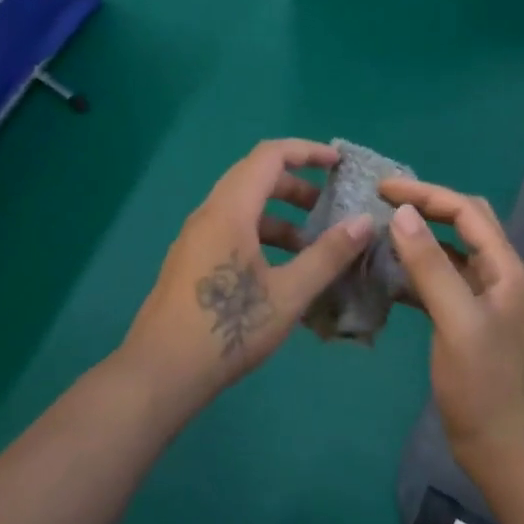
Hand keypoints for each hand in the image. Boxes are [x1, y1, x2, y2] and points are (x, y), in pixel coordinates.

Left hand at [120, 139, 375, 410]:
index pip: (269, 156)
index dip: (306, 151)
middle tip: (329, 204)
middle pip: (254, 177)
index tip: (338, 163)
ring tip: (311, 245)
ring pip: (242, 207)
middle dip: (296, 184)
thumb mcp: (288, 294)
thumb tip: (364, 221)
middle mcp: (209, 214)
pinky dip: (260, 234)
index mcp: (230, 210)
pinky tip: (280, 270)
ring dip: (279, 215)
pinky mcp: (190, 261)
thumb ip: (327, 255)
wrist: (160, 373)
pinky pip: (230, 229)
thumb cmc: (228, 328)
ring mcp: (195, 238)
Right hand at [381, 177, 523, 471]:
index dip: (426, 194)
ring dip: (420, 235)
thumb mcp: (455, 320)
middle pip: (464, 221)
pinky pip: (441, 277)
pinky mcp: (466, 316)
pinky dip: (416, 267)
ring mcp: (484, 296)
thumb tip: (403, 213)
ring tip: (381, 229)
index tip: (382, 189)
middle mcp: (499, 274)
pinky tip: (388, 272)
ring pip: (451, 248)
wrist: (495, 444)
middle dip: (426, 205)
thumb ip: (430, 266)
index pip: (467, 211)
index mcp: (506, 269)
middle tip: (383, 201)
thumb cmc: (479, 383)